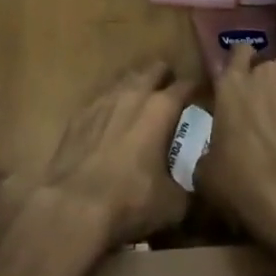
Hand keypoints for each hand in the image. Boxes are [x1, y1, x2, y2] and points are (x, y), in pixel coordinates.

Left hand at [42, 61, 194, 250]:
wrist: (73, 207)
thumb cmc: (129, 201)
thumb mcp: (173, 205)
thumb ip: (189, 186)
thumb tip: (198, 183)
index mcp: (161, 108)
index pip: (186, 85)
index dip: (196, 90)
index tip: (202, 100)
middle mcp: (134, 93)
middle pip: (155, 69)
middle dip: (166, 78)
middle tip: (171, 98)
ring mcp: (104, 99)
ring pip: (127, 78)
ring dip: (138, 87)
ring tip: (142, 106)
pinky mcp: (80, 112)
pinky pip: (102, 98)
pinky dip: (112, 105)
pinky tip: (111, 123)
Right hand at [197, 45, 275, 258]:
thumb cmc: (240, 180)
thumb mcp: (207, 171)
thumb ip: (211, 149)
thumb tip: (214, 155)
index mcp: (230, 83)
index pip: (238, 52)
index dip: (242, 64)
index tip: (244, 81)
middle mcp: (263, 71)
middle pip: (269, 68)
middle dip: (269, 86)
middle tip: (268, 115)